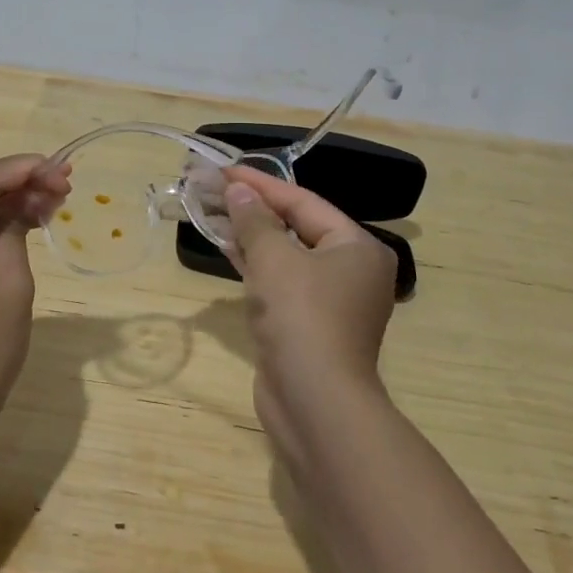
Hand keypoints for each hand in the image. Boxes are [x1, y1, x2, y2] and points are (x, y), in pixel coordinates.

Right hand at [222, 165, 397, 436]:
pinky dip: (256, 265)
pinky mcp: (308, 326)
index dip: (261, 184)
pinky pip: (281, 283)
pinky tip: (228, 248)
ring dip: (251, 236)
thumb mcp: (274, 259)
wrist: (314, 402)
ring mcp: (330, 302)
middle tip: (215, 189)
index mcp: (357, 247)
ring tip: (214, 212)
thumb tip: (238, 191)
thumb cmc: (301, 317)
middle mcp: (351, 271)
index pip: (304, 202)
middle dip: (255, 209)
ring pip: (286, 256)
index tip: (224, 170)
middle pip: (297, 227)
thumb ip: (255, 220)